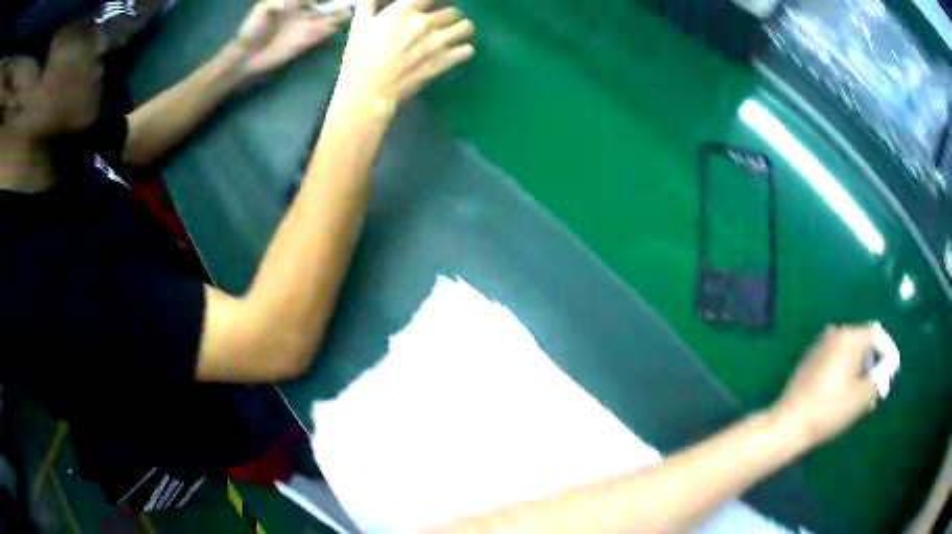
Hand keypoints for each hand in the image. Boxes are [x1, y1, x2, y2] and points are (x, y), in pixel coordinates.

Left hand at [234, 0, 351, 77]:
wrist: (246, 58)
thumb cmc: (251, 31)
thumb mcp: (260, 11)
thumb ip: (274, 4)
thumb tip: (287, 4)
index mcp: (290, 2)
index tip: (316, 0)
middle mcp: (301, 13)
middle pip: (322, 4)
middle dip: (334, 2)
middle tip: (349, 0)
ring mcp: (305, 27)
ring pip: (328, 16)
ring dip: (340, 12)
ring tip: (353, 6)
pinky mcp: (307, 41)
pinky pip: (325, 32)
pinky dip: (336, 26)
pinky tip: (347, 18)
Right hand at [336, 0, 474, 115]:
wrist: (368, 90)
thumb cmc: (359, 56)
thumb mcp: (359, 24)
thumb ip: (370, 5)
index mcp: (404, 10)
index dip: (433, 2)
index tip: (430, 7)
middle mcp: (426, 22)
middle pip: (453, 11)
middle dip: (448, 17)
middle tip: (440, 25)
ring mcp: (438, 41)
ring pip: (466, 27)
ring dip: (461, 30)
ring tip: (453, 35)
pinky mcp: (445, 61)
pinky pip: (468, 49)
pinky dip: (463, 50)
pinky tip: (455, 53)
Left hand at [771, 324, 880, 447]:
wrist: (788, 424)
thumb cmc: (829, 410)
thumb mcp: (862, 397)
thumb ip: (879, 379)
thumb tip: (885, 370)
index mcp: (849, 337)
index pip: (877, 335)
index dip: (888, 352)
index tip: (892, 372)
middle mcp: (834, 333)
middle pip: (863, 342)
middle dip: (873, 363)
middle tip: (877, 387)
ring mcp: (820, 346)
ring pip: (849, 352)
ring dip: (860, 369)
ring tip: (863, 395)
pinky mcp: (809, 360)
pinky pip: (835, 360)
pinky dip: (845, 372)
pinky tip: (845, 395)